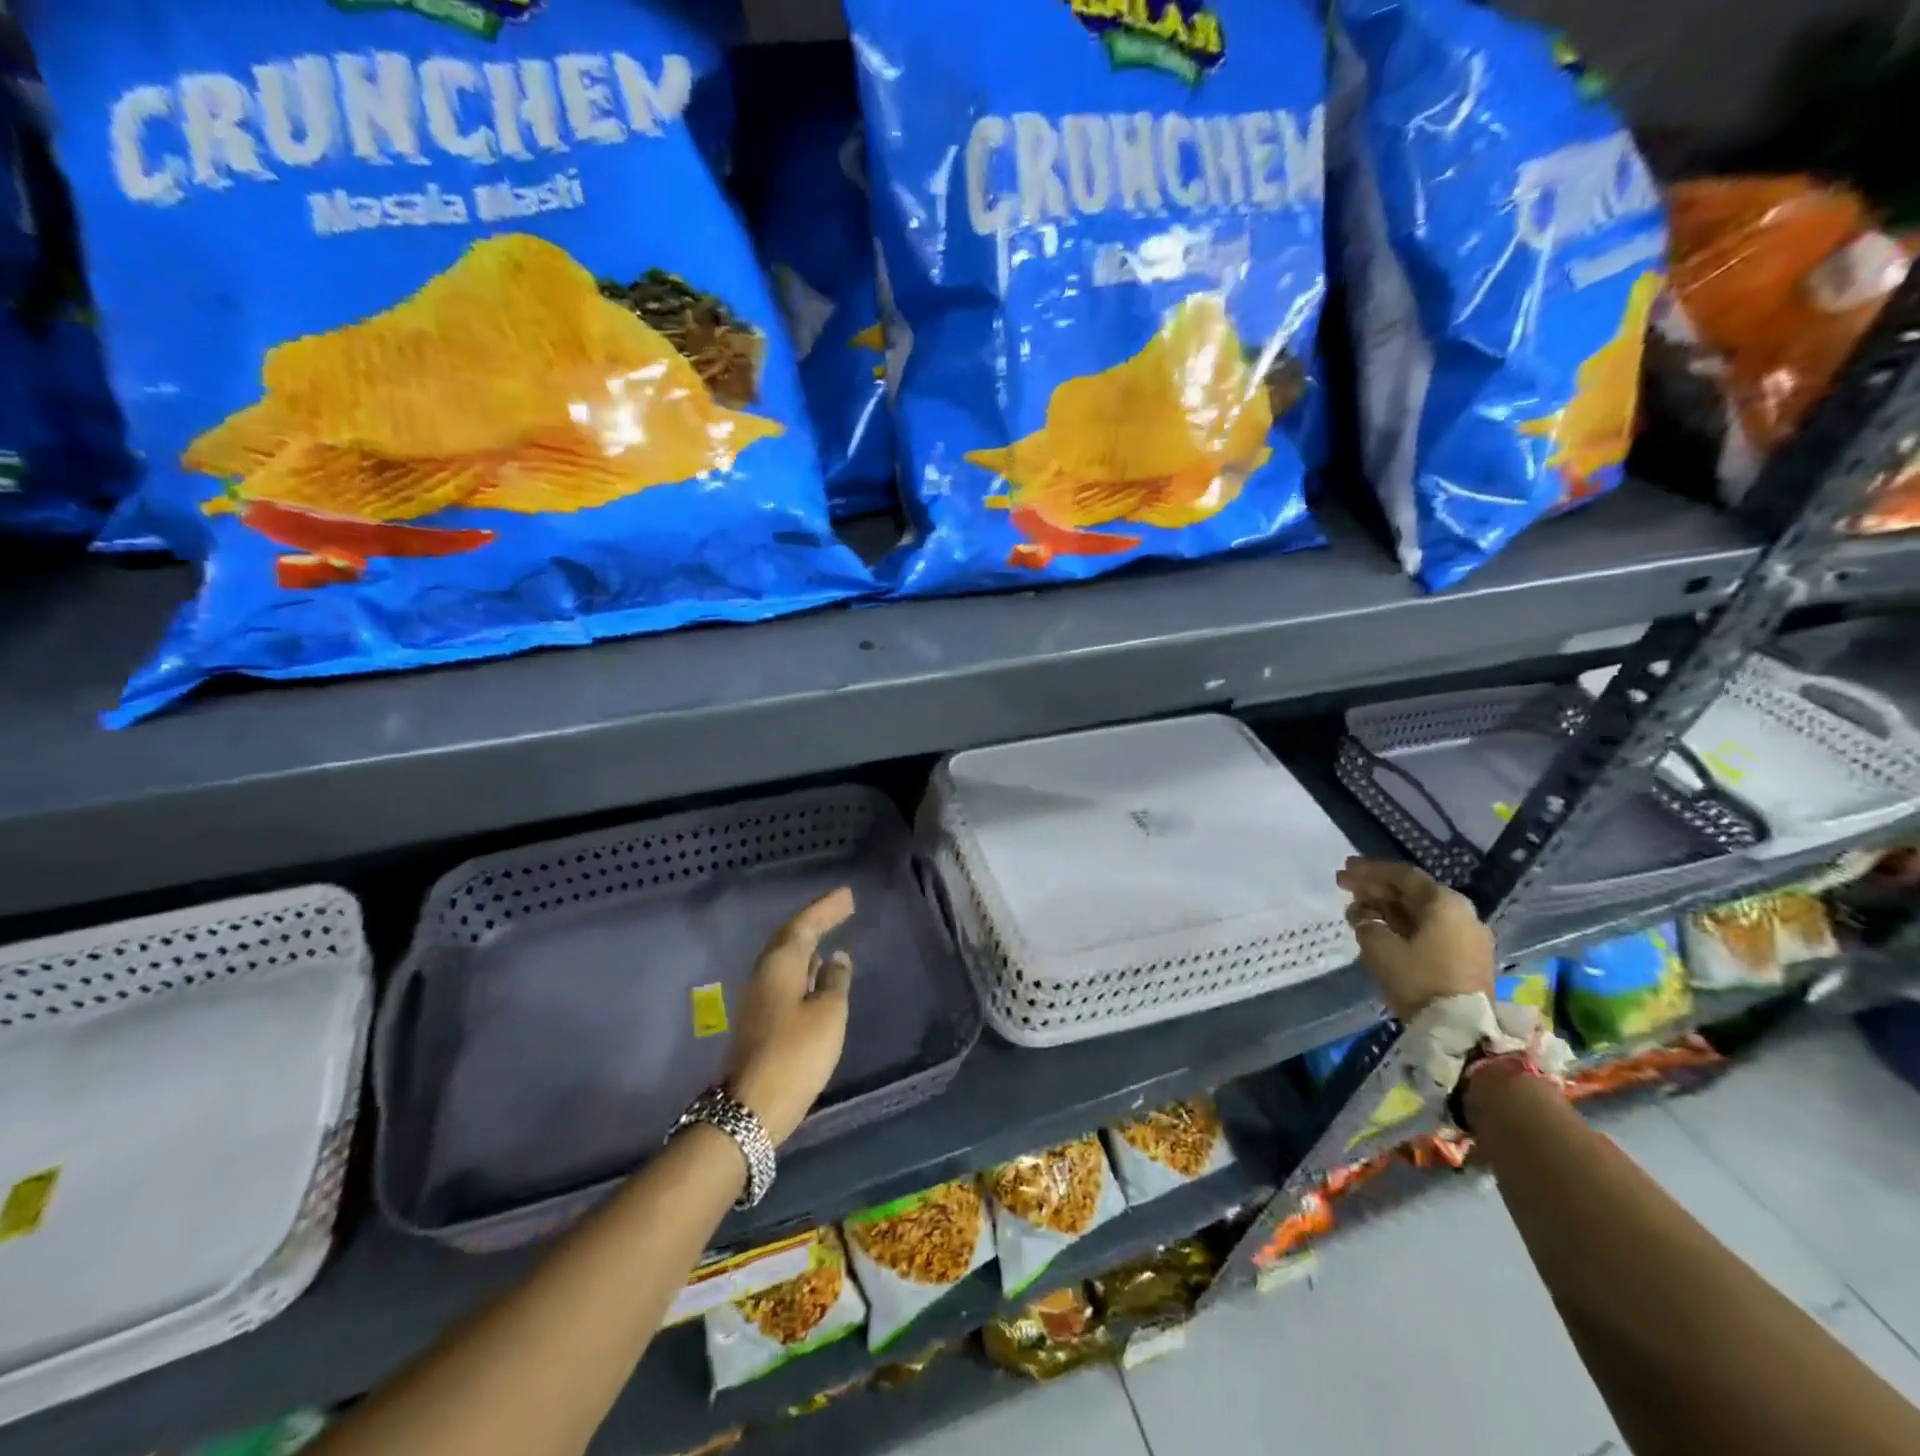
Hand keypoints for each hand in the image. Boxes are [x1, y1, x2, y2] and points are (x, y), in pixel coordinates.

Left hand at [725, 887, 855, 1146]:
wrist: (752, 1109)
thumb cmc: (796, 1054)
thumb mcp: (828, 1014)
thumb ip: (835, 981)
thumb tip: (837, 958)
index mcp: (780, 965)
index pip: (804, 925)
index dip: (826, 909)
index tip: (847, 896)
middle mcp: (764, 974)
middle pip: (790, 937)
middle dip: (815, 920)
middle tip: (841, 908)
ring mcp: (759, 998)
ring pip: (785, 957)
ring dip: (807, 942)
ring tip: (829, 933)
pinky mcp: (761, 1019)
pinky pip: (785, 976)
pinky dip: (802, 965)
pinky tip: (815, 971)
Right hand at [1335, 857, 1495, 1021]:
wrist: (1462, 1032)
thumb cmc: (1418, 979)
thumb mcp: (1379, 947)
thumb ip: (1365, 923)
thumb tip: (1362, 917)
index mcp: (1444, 903)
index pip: (1402, 875)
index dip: (1370, 870)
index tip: (1344, 869)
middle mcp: (1461, 914)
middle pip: (1412, 893)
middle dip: (1376, 888)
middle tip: (1344, 885)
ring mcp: (1466, 938)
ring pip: (1419, 913)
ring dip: (1386, 907)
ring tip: (1356, 909)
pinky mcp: (1465, 960)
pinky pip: (1427, 931)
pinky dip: (1401, 925)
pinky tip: (1378, 929)